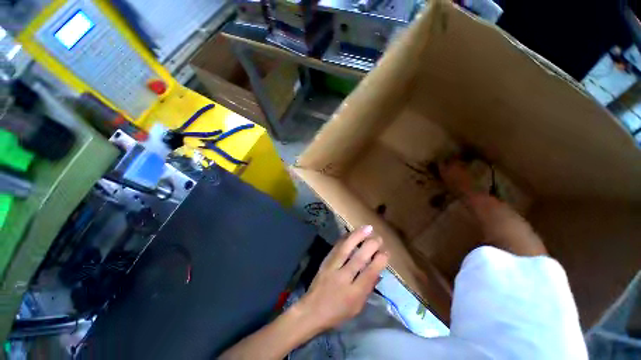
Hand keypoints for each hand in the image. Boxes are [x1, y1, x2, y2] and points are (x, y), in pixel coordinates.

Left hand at [293, 225, 388, 331]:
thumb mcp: (357, 308)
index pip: (369, 274)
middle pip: (358, 259)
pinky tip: (352, 232)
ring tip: (368, 228)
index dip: (379, 261)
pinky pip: (336, 247)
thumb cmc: (337, 312)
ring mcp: (332, 268)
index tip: (386, 252)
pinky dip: (345, 238)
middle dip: (370, 246)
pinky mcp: (325, 261)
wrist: (311, 310)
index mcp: (353, 294)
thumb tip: (378, 271)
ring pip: (346, 249)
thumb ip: (367, 289)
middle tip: (379, 238)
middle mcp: (343, 278)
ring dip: (358, 236)